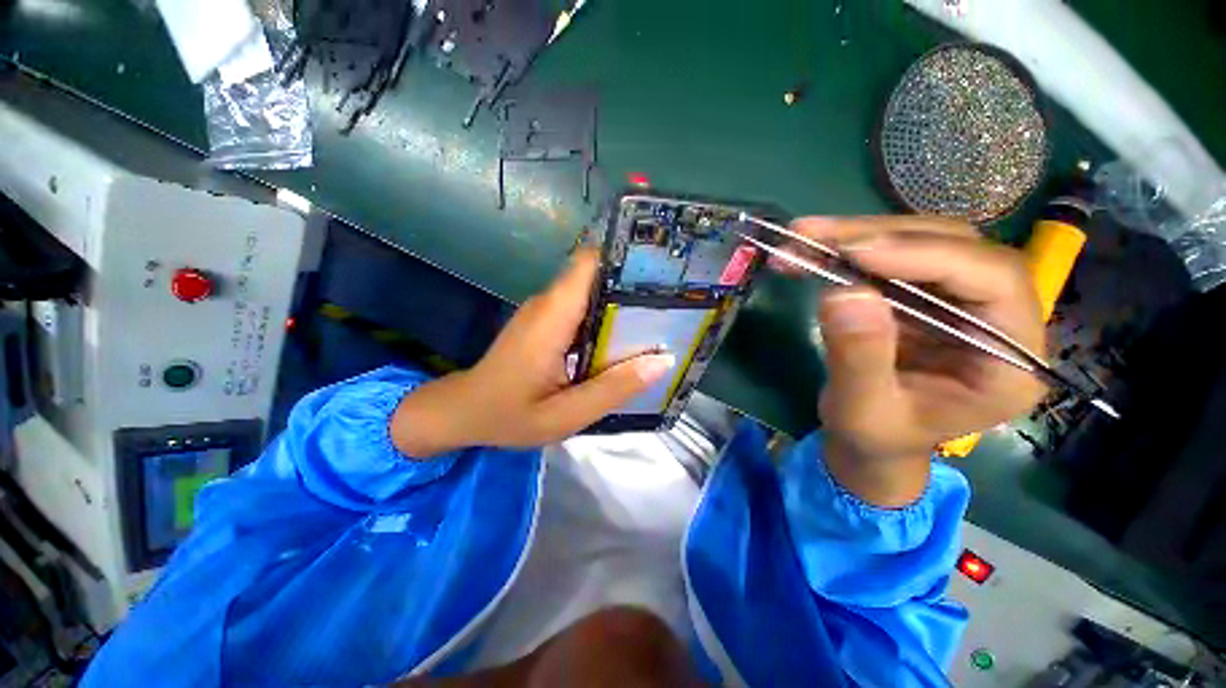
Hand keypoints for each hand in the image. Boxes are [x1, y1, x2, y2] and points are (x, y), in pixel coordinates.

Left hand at [391, 249, 674, 456]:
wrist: (463, 412)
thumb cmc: (508, 415)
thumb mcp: (565, 414)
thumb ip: (613, 388)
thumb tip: (662, 361)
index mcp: (553, 316)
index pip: (590, 263)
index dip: (625, 260)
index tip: (661, 273)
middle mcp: (549, 302)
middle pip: (598, 277)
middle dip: (634, 286)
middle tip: (673, 304)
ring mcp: (546, 310)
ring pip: (593, 293)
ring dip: (623, 304)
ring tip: (660, 320)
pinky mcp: (546, 321)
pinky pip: (583, 309)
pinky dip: (607, 318)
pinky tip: (627, 338)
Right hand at [775, 216, 1045, 505]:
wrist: (868, 443)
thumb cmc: (875, 439)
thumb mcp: (863, 412)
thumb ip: (859, 359)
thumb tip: (843, 293)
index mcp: (1009, 361)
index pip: (994, 281)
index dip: (929, 255)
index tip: (856, 252)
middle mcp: (995, 320)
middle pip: (955, 249)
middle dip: (880, 237)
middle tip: (814, 235)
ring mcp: (957, 303)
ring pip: (919, 244)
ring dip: (856, 237)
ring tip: (801, 238)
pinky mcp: (920, 297)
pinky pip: (888, 260)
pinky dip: (844, 252)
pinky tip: (808, 253)